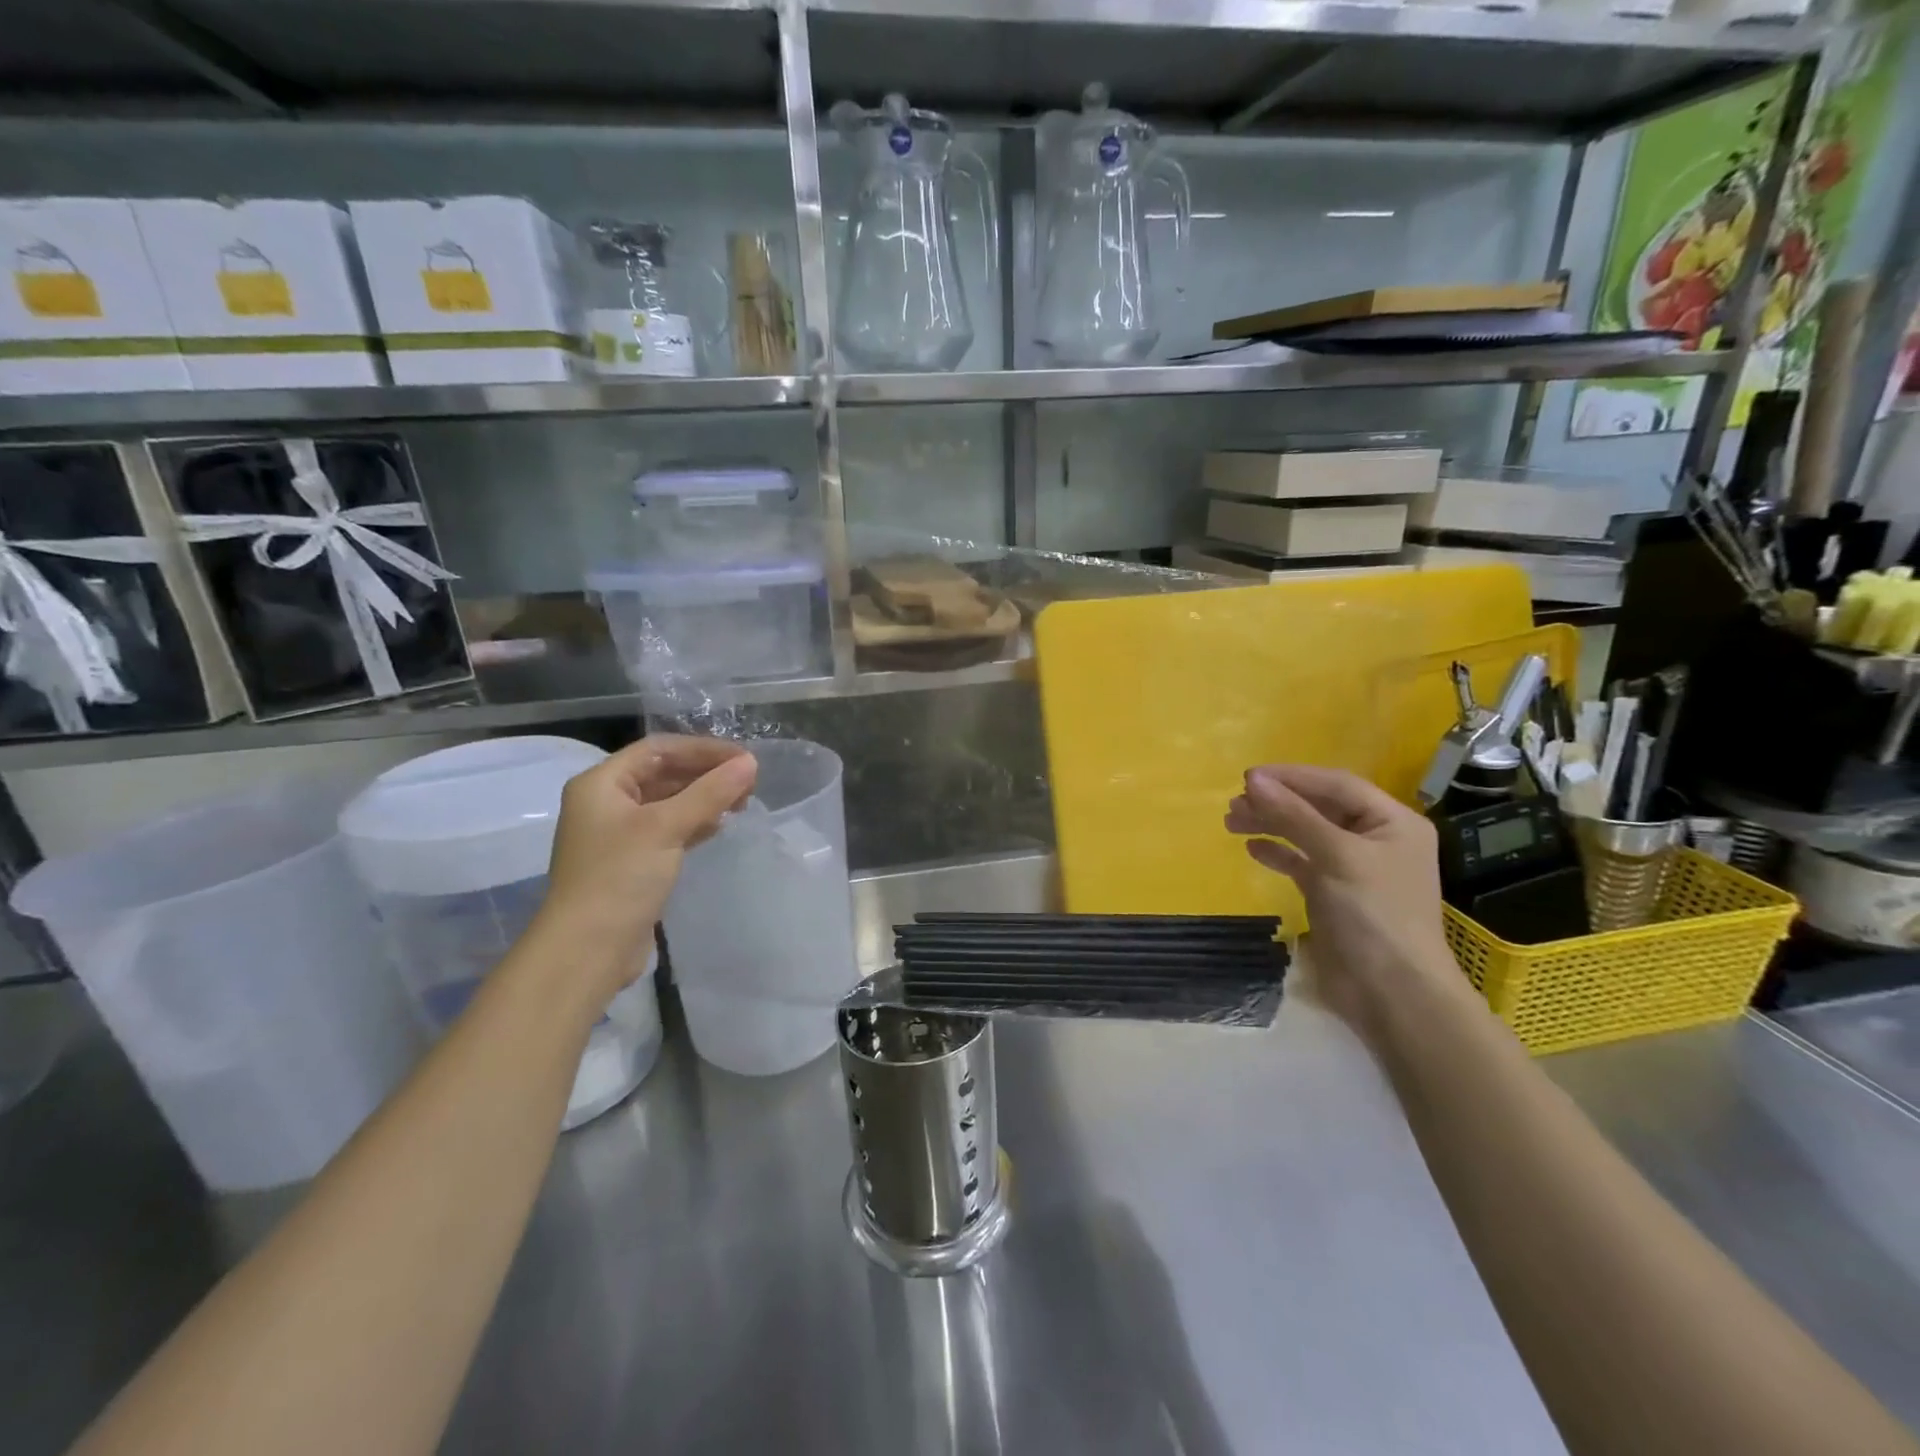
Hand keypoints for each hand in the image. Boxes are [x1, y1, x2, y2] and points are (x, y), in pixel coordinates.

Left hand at [533, 735, 757, 1006]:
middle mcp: (605, 803)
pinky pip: (667, 828)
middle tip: (748, 782)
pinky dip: (694, 822)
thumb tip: (749, 763)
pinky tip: (719, 825)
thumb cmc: (620, 877)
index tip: (743, 758)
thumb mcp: (666, 827)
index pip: (658, 750)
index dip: (702, 749)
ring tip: (741, 802)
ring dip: (703, 797)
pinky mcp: (632, 862)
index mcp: (601, 784)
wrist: (587, 950)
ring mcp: (618, 834)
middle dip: (706, 774)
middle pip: (663, 773)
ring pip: (668, 802)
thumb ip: (710, 792)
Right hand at [1226, 764, 1470, 1041]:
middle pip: (1318, 807)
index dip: (1292, 777)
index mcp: (1392, 822)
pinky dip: (1278, 853)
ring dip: (1270, 824)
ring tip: (1231, 821)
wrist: (1393, 994)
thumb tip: (1253, 780)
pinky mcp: (1334, 894)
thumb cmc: (1375, 915)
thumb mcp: (1336, 857)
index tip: (1248, 778)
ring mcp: (1354, 868)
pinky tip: (1253, 848)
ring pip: (1305, 833)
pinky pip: (1301, 862)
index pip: (1336, 785)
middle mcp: (1375, 839)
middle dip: (1277, 802)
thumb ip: (1294, 816)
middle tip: (1234, 803)